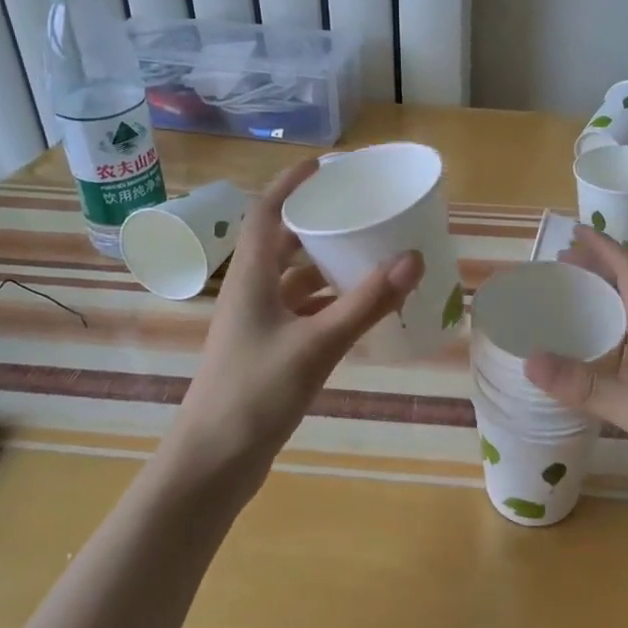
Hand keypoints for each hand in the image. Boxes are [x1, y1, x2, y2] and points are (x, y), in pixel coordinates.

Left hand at [171, 158, 422, 493]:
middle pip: (283, 243)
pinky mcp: (268, 351)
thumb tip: (413, 257)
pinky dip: (329, 304)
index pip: (266, 212)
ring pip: (295, 280)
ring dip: (327, 266)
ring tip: (370, 253)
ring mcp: (258, 324)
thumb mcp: (317, 344)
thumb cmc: (256, 393)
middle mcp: (251, 293)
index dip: (291, 183)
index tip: (325, 164)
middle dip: (318, 224)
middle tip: (360, 211)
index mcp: (251, 277)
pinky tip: (360, 308)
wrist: (213, 463)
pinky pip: (302, 312)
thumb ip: (366, 303)